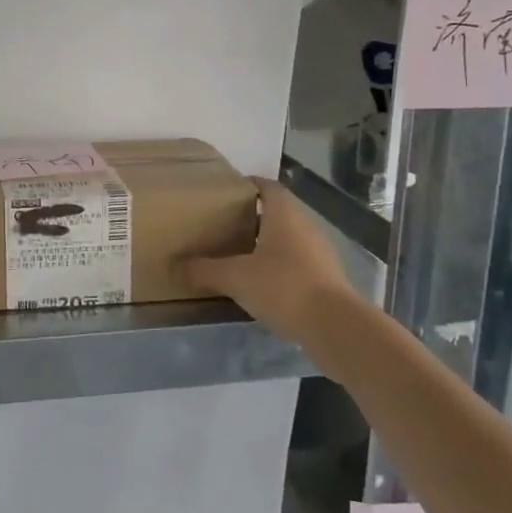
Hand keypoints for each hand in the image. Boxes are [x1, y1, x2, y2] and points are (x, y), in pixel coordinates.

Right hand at [182, 181, 357, 346]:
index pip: (267, 186)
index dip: (248, 185)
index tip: (225, 193)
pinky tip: (260, 284)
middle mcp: (305, 226)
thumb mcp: (235, 278)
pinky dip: (278, 267)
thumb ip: (204, 270)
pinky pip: (296, 263)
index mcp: (284, 215)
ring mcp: (319, 253)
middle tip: (223, 225)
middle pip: (277, 212)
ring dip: (265, 244)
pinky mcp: (326, 279)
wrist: (336, 327)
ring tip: (237, 255)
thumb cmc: (283, 287)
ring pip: (287, 239)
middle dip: (251, 217)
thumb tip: (175, 265)